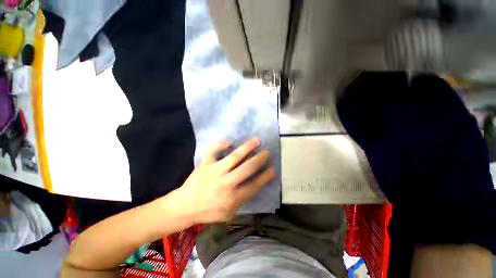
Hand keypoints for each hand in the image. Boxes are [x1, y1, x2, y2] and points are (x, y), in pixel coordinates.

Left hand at [175, 138, 275, 223]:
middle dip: (259, 159)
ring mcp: (214, 171)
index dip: (265, 177)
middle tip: (267, 152)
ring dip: (247, 148)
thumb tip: (254, 185)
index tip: (273, 169)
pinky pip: (213, 151)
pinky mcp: (204, 164)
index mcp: (232, 198)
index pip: (254, 185)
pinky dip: (221, 144)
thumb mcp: (228, 213)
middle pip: (247, 169)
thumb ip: (241, 200)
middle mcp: (225, 183)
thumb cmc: (208, 212)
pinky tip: (230, 142)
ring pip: (234, 157)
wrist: (184, 207)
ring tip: (257, 140)